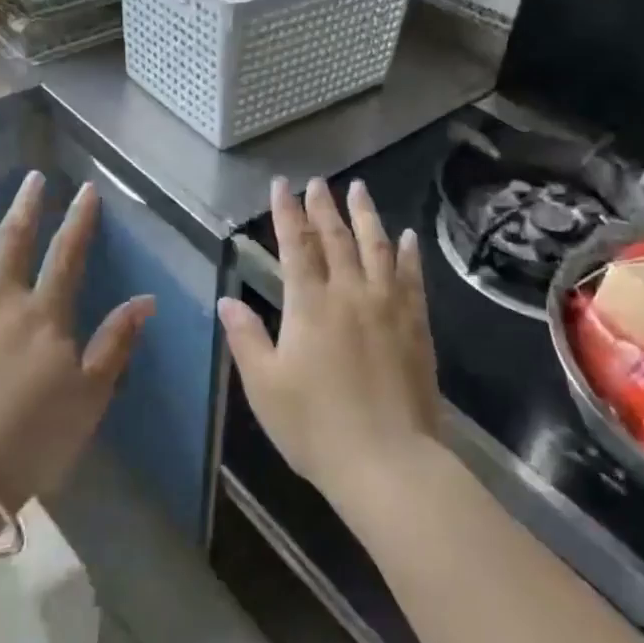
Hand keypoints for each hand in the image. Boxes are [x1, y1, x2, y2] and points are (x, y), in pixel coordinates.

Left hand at [0, 172, 154, 511]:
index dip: (80, 219)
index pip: (67, 254)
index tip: (87, 189)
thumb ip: (116, 342)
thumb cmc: (34, 438)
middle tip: (34, 175)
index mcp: (44, 315)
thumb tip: (146, 299)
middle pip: (15, 240)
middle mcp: (0, 301)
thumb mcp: (91, 394)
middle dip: (28, 204)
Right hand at [218, 178, 441, 514]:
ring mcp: (388, 306)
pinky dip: (407, 252)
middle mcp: (350, 293)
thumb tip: (227, 299)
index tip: (282, 185)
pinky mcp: (416, 325)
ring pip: (376, 247)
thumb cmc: (316, 427)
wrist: (387, 461)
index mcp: (310, 305)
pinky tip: (406, 236)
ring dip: (365, 215)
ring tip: (359, 189)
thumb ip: (246, 338)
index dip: (287, 213)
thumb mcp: (265, 386)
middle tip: (318, 181)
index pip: (295, 246)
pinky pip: (411, 277)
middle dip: (324, 206)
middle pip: (336, 238)